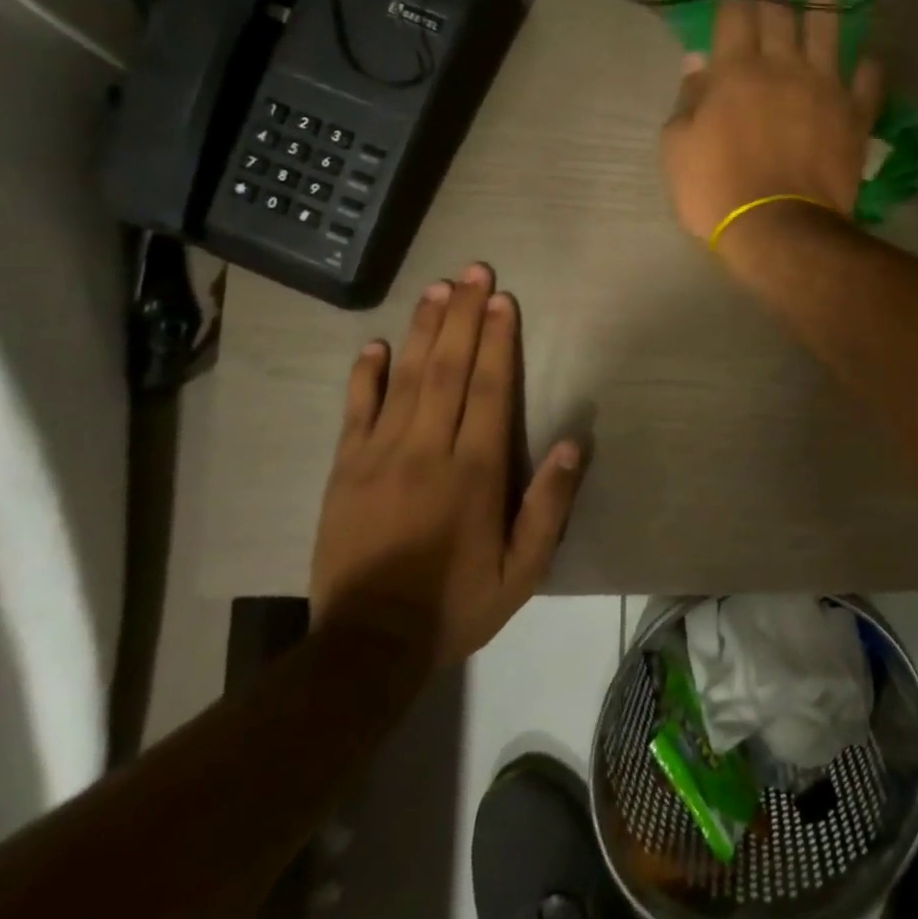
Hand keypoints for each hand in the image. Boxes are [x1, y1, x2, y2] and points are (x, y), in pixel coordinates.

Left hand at [309, 266, 583, 665]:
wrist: (367, 646)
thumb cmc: (456, 603)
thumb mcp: (522, 569)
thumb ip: (549, 505)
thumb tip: (573, 443)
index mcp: (474, 471)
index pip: (489, 389)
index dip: (497, 340)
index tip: (503, 300)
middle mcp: (427, 450)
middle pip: (448, 369)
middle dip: (463, 316)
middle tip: (473, 272)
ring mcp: (379, 456)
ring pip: (405, 378)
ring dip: (422, 330)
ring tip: (437, 290)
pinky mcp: (345, 470)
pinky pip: (355, 411)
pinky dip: (365, 375)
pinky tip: (374, 345)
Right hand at [662, 0, 882, 244]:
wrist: (779, 229)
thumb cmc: (717, 192)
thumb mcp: (678, 149)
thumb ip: (688, 102)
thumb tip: (697, 64)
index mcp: (734, 72)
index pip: (735, 11)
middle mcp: (782, 67)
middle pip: (780, 8)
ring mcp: (824, 89)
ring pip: (828, 30)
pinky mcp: (854, 116)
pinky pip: (866, 83)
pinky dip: (870, 66)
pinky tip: (872, 52)